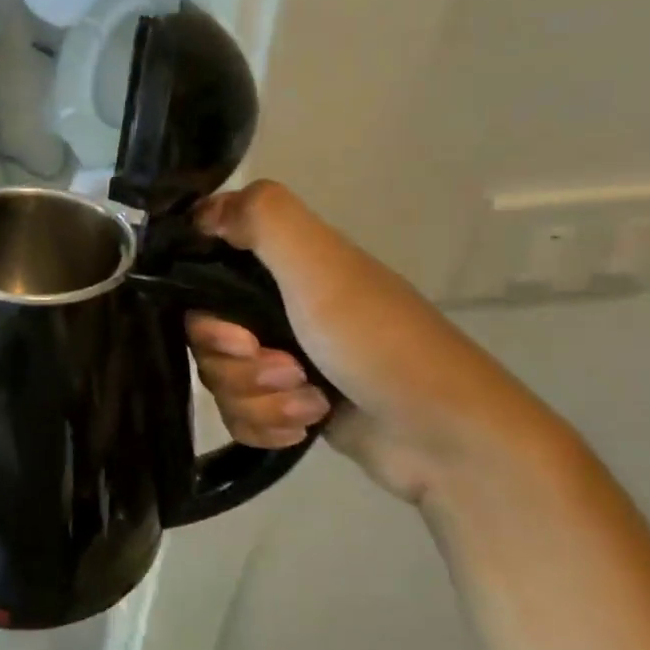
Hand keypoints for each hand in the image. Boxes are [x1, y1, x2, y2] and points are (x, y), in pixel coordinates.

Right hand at [186, 181, 574, 506]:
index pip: (208, 268)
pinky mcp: (289, 405)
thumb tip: (202, 209)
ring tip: (311, 404)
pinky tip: (303, 428)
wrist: (446, 440)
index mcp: (287, 267)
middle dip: (237, 363)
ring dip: (260, 399)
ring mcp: (284, 359)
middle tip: (285, 369)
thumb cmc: (381, 344)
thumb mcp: (323, 269)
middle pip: (206, 334)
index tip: (232, 329)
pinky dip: (267, 425)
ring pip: (221, 379)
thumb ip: (265, 220)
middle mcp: (280, 307)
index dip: (204, 303)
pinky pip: (240, 415)